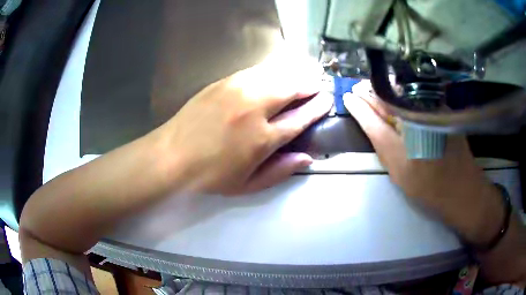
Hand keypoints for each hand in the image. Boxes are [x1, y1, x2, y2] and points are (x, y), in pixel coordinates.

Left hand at [156, 57, 331, 194]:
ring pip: (275, 75)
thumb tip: (306, 158)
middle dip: (309, 85)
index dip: (317, 108)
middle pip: (292, 89)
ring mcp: (237, 91)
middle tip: (318, 85)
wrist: (171, 155)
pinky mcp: (223, 82)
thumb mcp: (247, 185)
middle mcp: (254, 109)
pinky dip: (271, 71)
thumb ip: (280, 171)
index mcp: (262, 139)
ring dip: (293, 74)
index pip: (300, 118)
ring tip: (303, 75)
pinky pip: (255, 71)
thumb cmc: (209, 175)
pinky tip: (276, 73)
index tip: (327, 101)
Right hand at [343, 80, 503, 244]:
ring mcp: (432, 108)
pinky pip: (416, 96)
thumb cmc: (428, 185)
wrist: (460, 187)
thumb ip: (381, 141)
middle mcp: (418, 114)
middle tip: (358, 90)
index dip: (360, 104)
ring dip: (386, 91)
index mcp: (405, 133)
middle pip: (388, 96)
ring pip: (402, 93)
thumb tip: (369, 120)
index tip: (348, 97)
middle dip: (371, 92)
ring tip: (371, 91)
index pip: (376, 113)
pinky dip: (403, 94)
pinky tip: (396, 96)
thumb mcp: (398, 170)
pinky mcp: (442, 108)